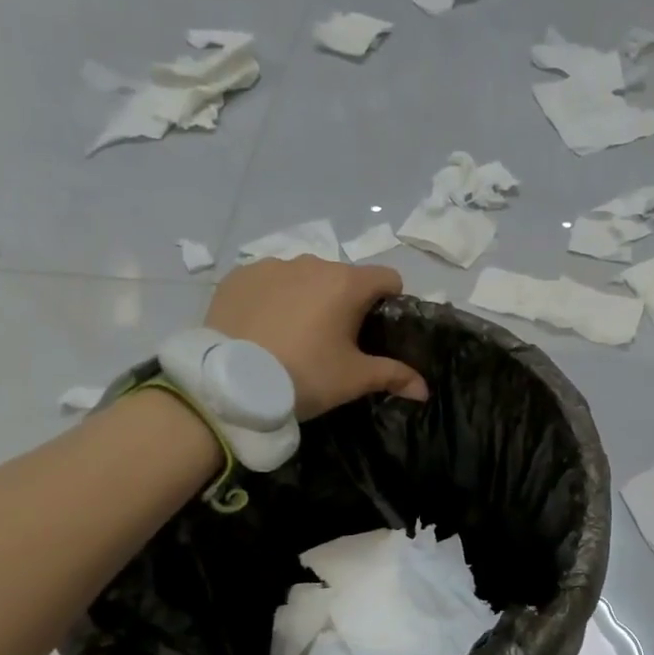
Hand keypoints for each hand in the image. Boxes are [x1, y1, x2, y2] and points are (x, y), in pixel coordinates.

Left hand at [206, 257, 429, 420]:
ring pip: (305, 277)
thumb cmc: (304, 375)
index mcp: (347, 284)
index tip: (379, 330)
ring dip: (309, 297)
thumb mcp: (354, 379)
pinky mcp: (238, 277)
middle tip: (335, 341)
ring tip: (295, 334)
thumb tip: (425, 389)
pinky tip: (264, 328)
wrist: (228, 383)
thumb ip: (394, 376)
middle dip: (346, 302)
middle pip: (344, 277)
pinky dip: (274, 299)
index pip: (388, 278)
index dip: (391, 302)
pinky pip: (269, 282)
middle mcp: (312, 264)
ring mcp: (271, 266)